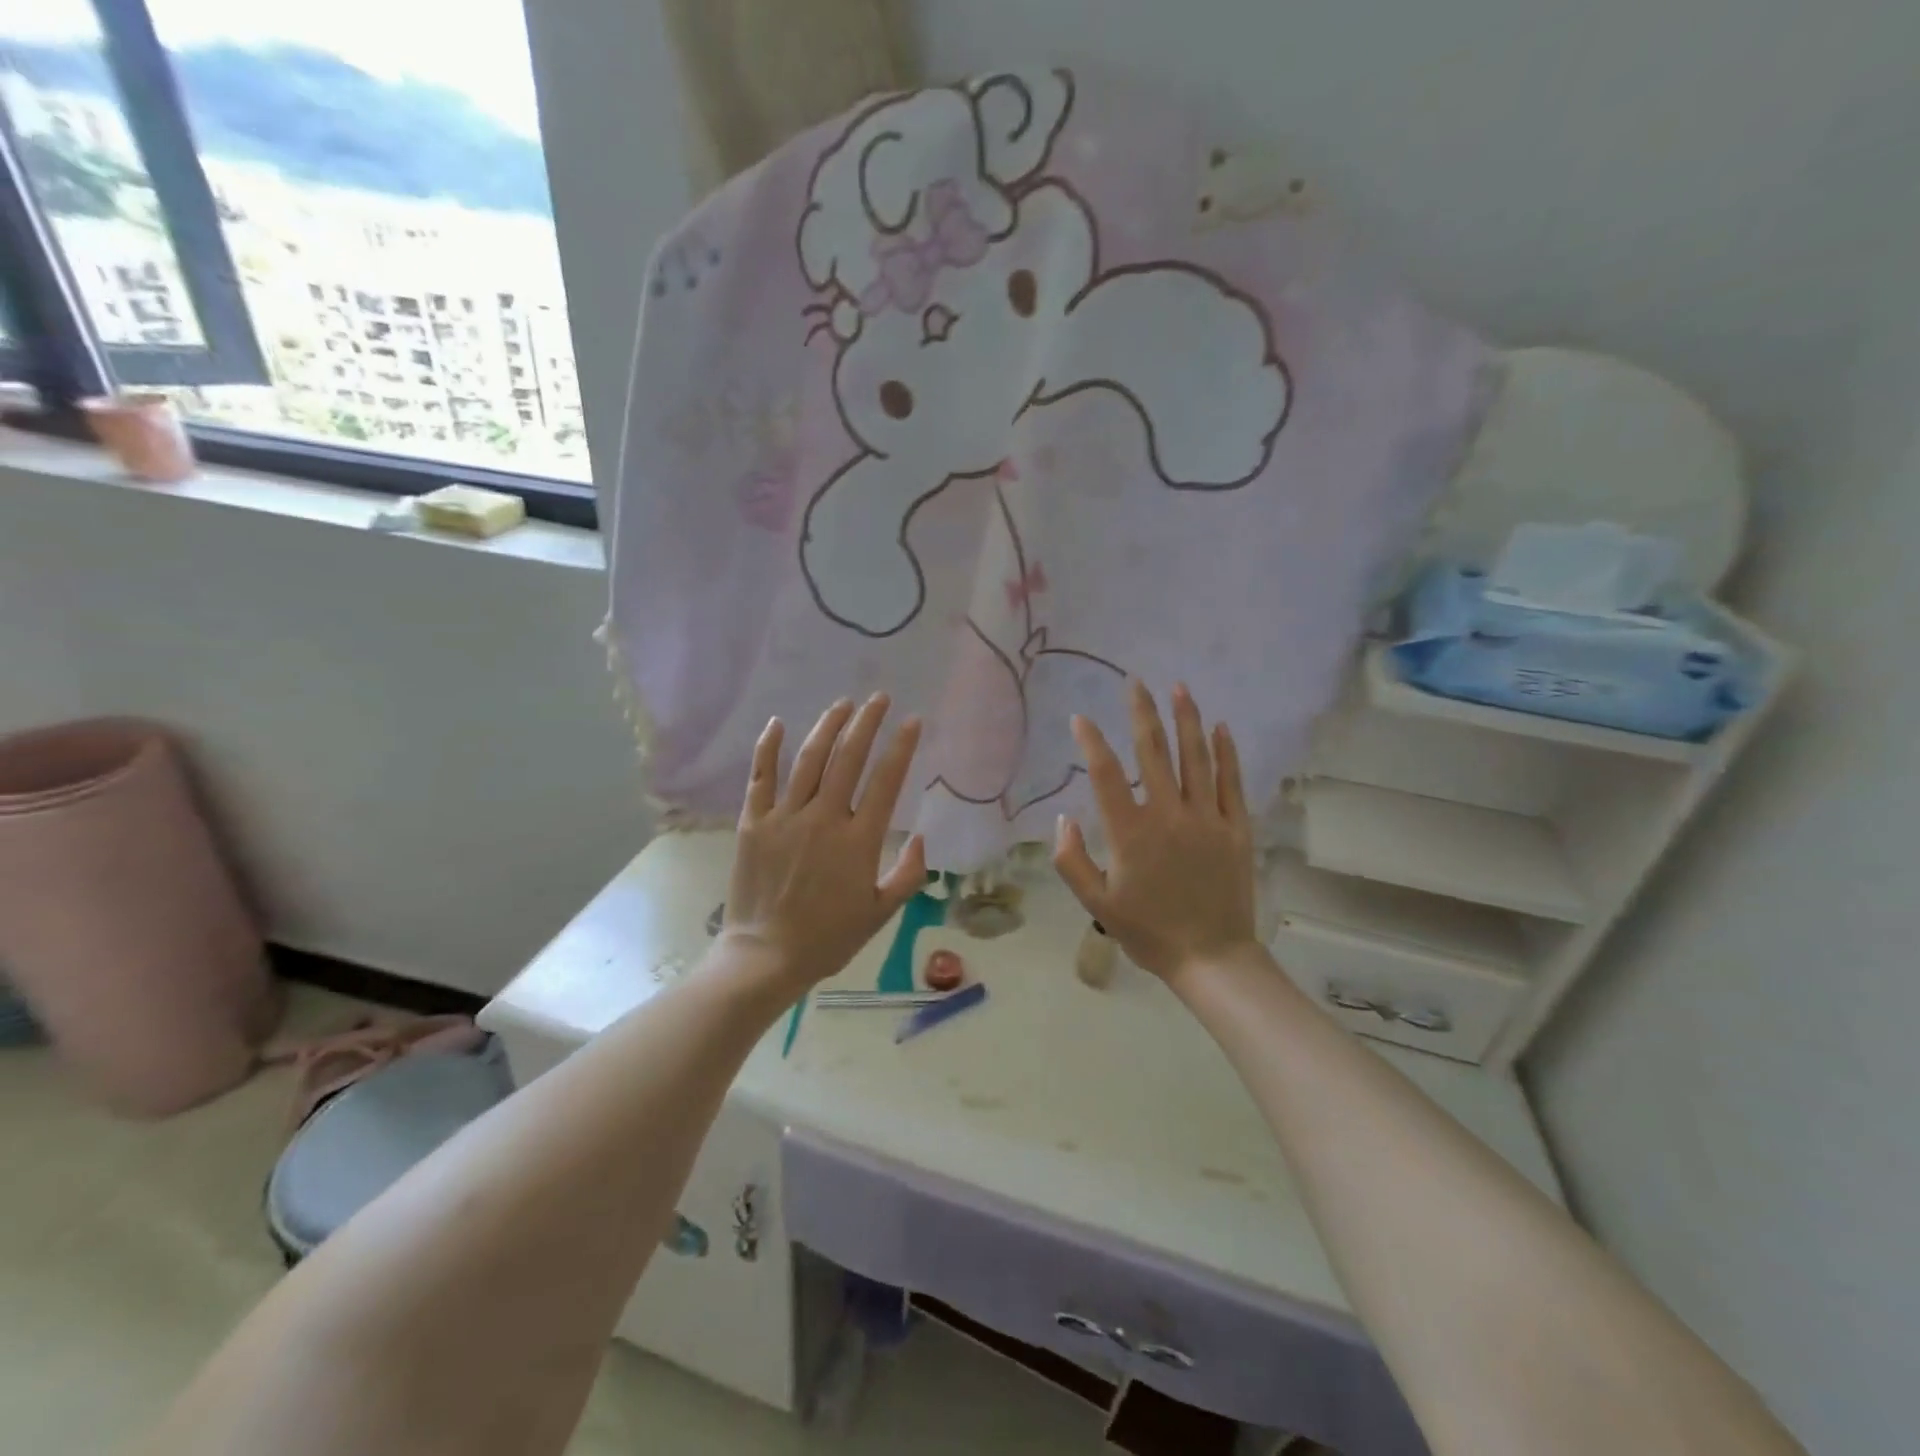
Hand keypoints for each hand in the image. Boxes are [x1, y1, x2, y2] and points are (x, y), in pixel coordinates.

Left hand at [723, 694, 926, 990]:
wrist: (766, 957)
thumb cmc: (829, 938)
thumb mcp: (881, 913)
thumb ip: (908, 874)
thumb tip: (922, 838)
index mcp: (858, 840)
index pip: (886, 781)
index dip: (901, 747)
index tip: (912, 721)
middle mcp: (824, 819)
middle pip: (848, 758)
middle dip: (867, 723)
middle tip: (879, 698)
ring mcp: (785, 818)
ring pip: (809, 760)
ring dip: (828, 727)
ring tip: (843, 704)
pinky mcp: (754, 823)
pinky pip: (760, 778)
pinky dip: (768, 749)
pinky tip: (778, 723)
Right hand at [1053, 681, 1259, 986]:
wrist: (1211, 957)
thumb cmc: (1148, 932)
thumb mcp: (1097, 903)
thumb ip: (1072, 860)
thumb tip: (1064, 818)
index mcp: (1131, 832)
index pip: (1106, 774)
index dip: (1091, 742)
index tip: (1081, 719)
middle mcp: (1169, 815)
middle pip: (1153, 752)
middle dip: (1142, 713)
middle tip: (1135, 683)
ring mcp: (1207, 818)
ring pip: (1196, 757)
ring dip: (1186, 720)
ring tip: (1179, 688)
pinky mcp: (1236, 828)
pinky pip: (1231, 781)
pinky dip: (1226, 752)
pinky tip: (1220, 727)